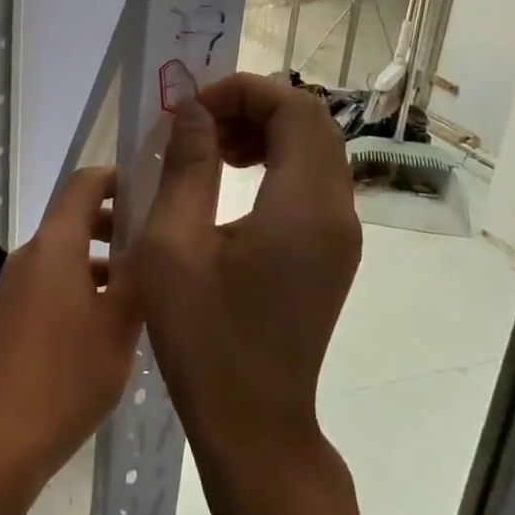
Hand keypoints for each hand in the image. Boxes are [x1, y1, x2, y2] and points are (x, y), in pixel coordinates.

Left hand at [0, 166, 140, 476]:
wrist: (0, 437)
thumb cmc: (68, 375)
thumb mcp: (120, 325)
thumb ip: (140, 275)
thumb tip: (155, 236)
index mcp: (54, 246)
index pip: (82, 185)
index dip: (115, 178)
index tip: (149, 188)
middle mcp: (27, 256)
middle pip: (71, 221)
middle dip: (112, 225)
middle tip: (154, 245)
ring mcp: (11, 287)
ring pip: (61, 258)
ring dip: (97, 263)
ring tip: (137, 292)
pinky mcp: (5, 317)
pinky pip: (46, 286)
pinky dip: (76, 288)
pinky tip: (102, 326)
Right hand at [127, 74, 361, 462]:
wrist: (253, 422)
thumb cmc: (205, 337)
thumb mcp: (174, 245)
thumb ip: (187, 167)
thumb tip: (193, 111)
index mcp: (304, 206)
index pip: (295, 109)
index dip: (244, 91)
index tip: (192, 109)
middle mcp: (337, 213)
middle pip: (311, 124)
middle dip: (254, 107)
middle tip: (198, 126)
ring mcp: (341, 236)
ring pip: (315, 151)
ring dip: (265, 134)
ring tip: (211, 151)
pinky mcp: (332, 255)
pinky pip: (312, 184)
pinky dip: (275, 164)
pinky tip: (231, 185)